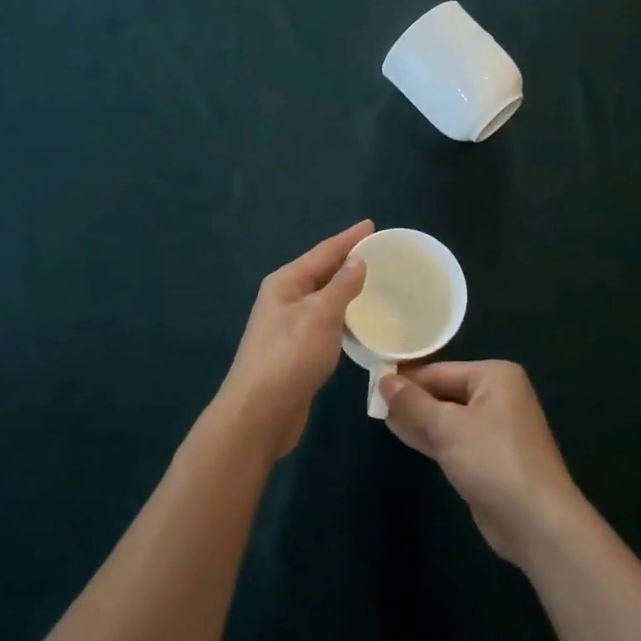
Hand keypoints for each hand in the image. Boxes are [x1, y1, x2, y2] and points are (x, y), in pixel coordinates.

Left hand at [217, 221, 372, 458]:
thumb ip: (341, 286)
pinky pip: (326, 325)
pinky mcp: (297, 353)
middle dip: (349, 262)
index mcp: (286, 283)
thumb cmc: (289, 357)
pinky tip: (362, 324)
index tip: (373, 225)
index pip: (323, 252)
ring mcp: (289, 328)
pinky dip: (344, 319)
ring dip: (348, 291)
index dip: (349, 238)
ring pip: (324, 300)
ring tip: (377, 284)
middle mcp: (284, 300)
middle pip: (322, 273)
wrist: (258, 415)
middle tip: (382, 254)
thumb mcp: (320, 315)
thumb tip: (357, 261)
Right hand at [380, 361, 586, 567]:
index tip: (373, 381)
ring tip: (380, 415)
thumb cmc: (493, 461)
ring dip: (417, 419)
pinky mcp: (488, 458)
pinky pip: (453, 439)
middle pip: (444, 392)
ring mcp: (494, 429)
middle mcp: (497, 396)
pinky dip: (430, 437)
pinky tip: (402, 433)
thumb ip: (413, 403)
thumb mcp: (448, 427)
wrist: (536, 523)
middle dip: (411, 399)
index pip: (440, 371)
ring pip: (447, 417)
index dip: (407, 378)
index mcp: (495, 376)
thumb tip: (384, 379)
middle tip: (372, 400)